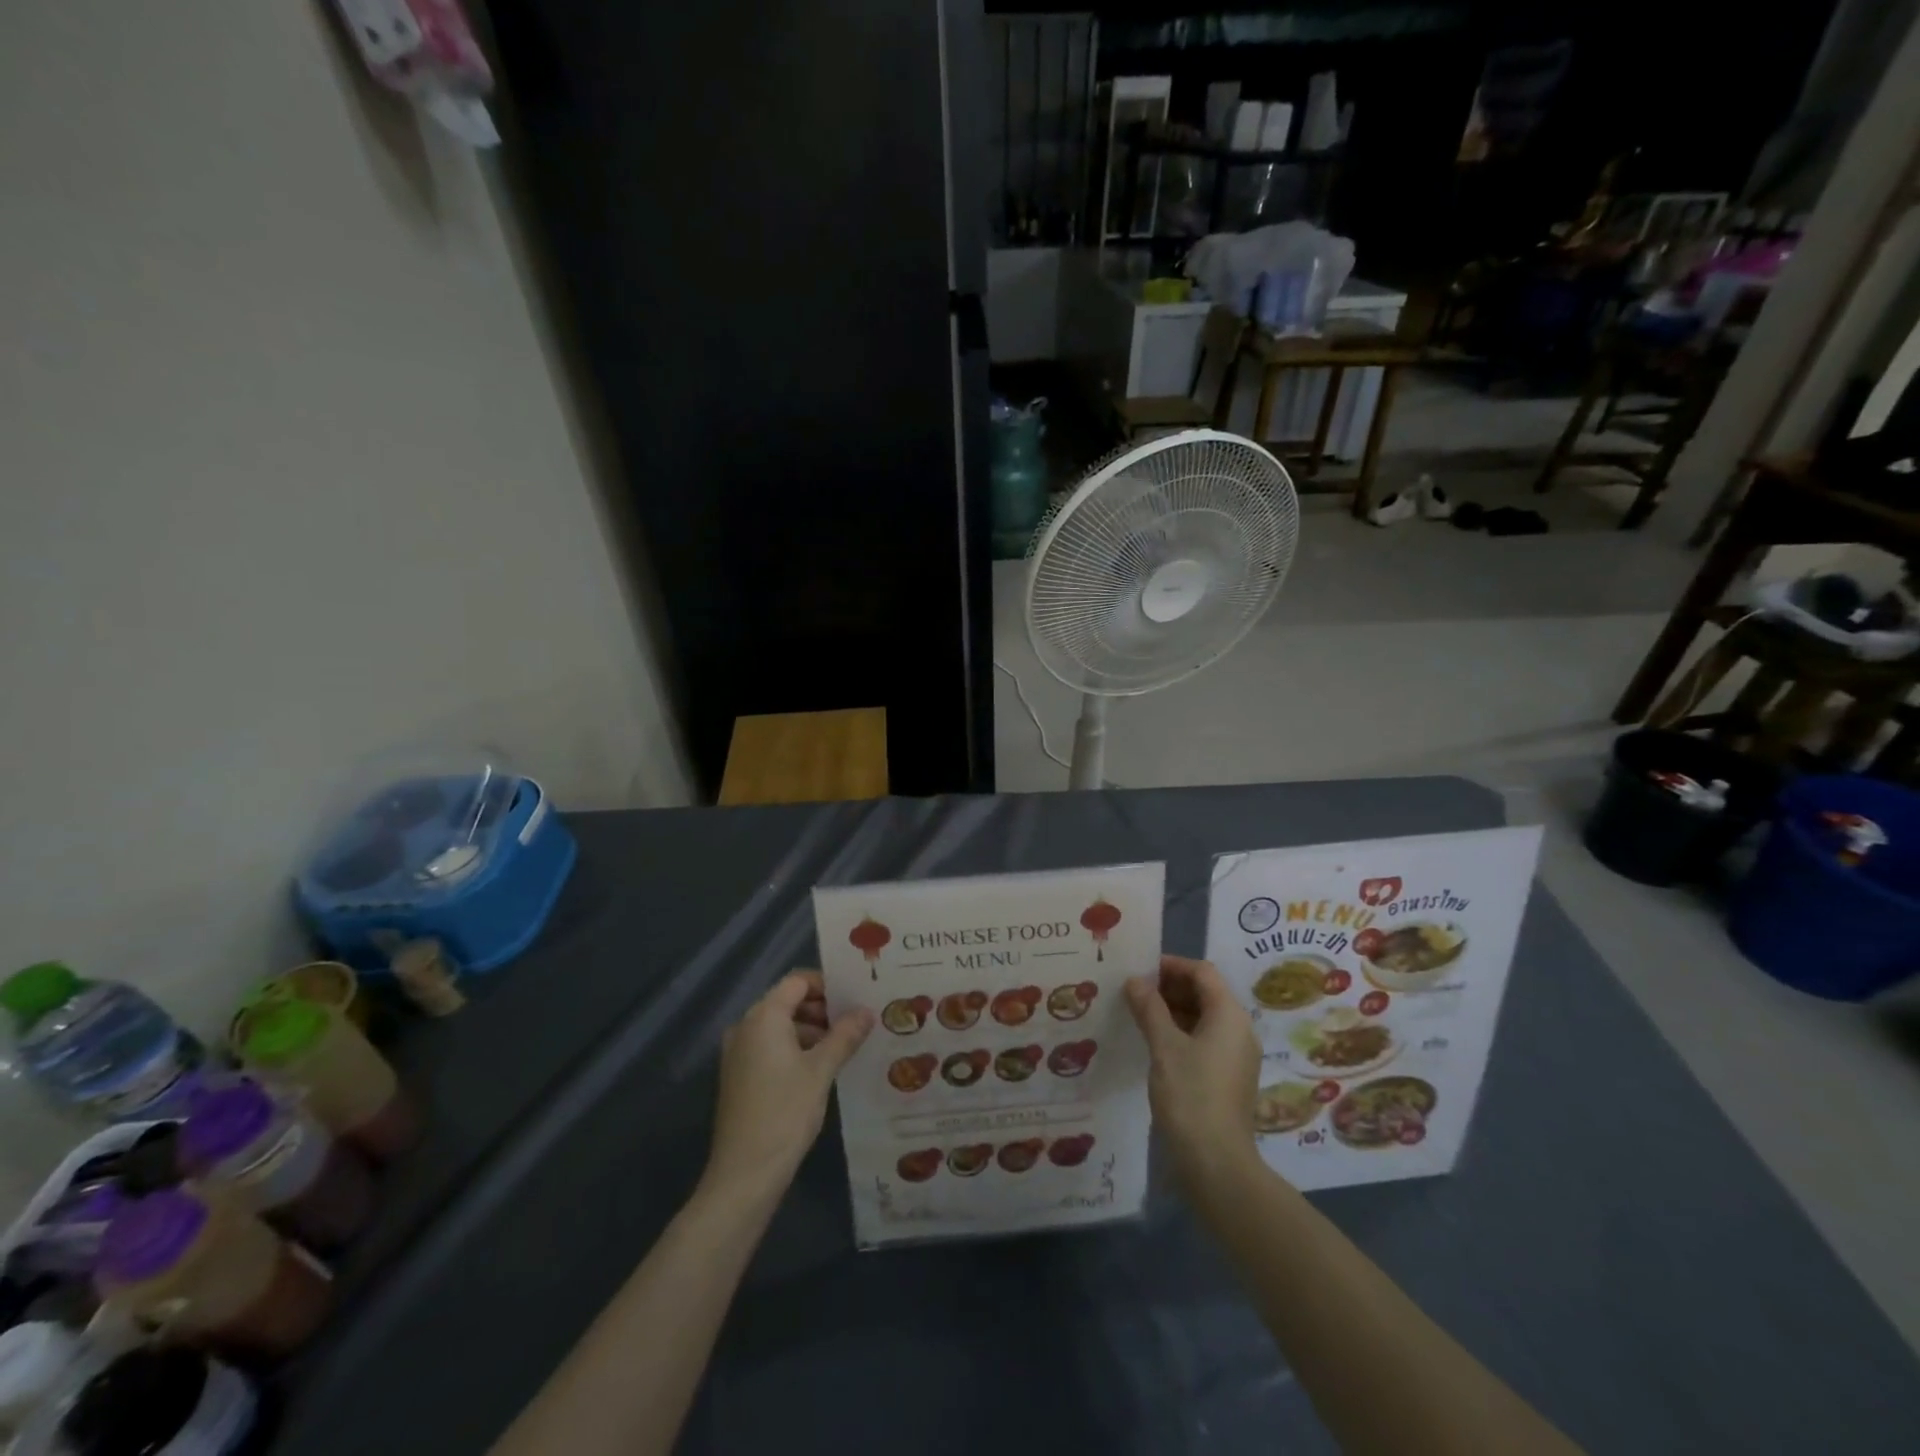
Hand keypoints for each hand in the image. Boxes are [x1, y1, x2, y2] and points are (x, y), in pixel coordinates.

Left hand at [703, 972, 872, 1207]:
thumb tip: (867, 1011)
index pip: (797, 981)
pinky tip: (822, 1068)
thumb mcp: (822, 1070)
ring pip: (780, 1026)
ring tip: (845, 1046)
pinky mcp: (739, 1076)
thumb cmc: (785, 1112)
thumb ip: (845, 1035)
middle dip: (823, 1008)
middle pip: (788, 1002)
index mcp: (763, 1017)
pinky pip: (771, 1047)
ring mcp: (739, 1053)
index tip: (855, 998)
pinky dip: (796, 1048)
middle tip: (857, 1022)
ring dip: (812, 1030)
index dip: (827, 985)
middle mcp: (746, 1027)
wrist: (744, 1174)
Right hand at [1126, 955, 1261, 1193]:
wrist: (1216, 1163)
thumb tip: (1135, 980)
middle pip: (1205, 993)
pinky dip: (1180, 1032)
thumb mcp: (1164, 1046)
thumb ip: (1149, 1008)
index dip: (1172, 965)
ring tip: (1138, 1013)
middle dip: (1170, 987)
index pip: (1203, 972)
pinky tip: (1154, 1042)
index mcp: (1229, 1015)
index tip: (1140, 969)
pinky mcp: (1228, 1077)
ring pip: (1204, 1017)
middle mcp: (1239, 1030)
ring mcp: (1236, 1056)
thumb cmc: (1190, 1095)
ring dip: (1173, 1010)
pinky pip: (1205, 1040)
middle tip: (1134, 991)